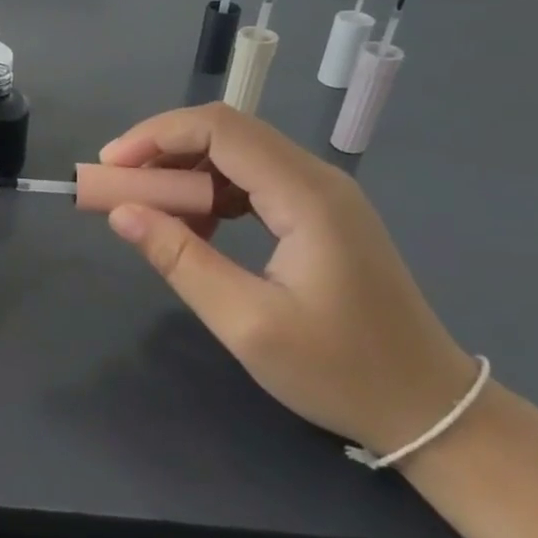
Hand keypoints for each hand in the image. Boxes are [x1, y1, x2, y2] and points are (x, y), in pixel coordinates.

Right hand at [99, 103, 476, 457]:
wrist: (429, 407)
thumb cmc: (340, 371)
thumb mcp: (246, 323)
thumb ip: (180, 260)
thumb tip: (121, 212)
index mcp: (306, 196)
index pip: (219, 129)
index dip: (155, 137)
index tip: (109, 168)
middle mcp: (317, 178)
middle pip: (226, 132)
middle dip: (162, 150)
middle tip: (116, 186)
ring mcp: (322, 194)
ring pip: (236, 154)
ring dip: (184, 172)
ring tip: (147, 210)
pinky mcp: (319, 213)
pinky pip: (252, 181)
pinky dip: (210, 193)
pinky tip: (195, 231)